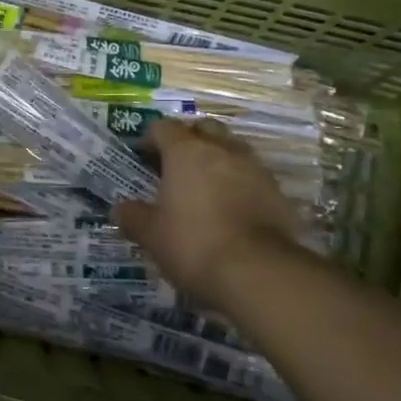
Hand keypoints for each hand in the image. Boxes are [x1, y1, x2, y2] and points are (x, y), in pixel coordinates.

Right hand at [115, 120, 305, 312]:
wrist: (259, 272)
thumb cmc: (193, 244)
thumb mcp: (151, 235)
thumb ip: (133, 216)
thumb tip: (122, 208)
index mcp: (186, 152)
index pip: (164, 128)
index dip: (150, 139)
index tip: (143, 158)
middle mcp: (222, 150)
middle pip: (204, 129)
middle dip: (189, 141)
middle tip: (176, 166)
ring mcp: (255, 168)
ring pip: (233, 149)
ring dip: (218, 160)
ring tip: (205, 187)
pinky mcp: (277, 192)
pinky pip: (253, 176)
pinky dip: (240, 184)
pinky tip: (232, 209)